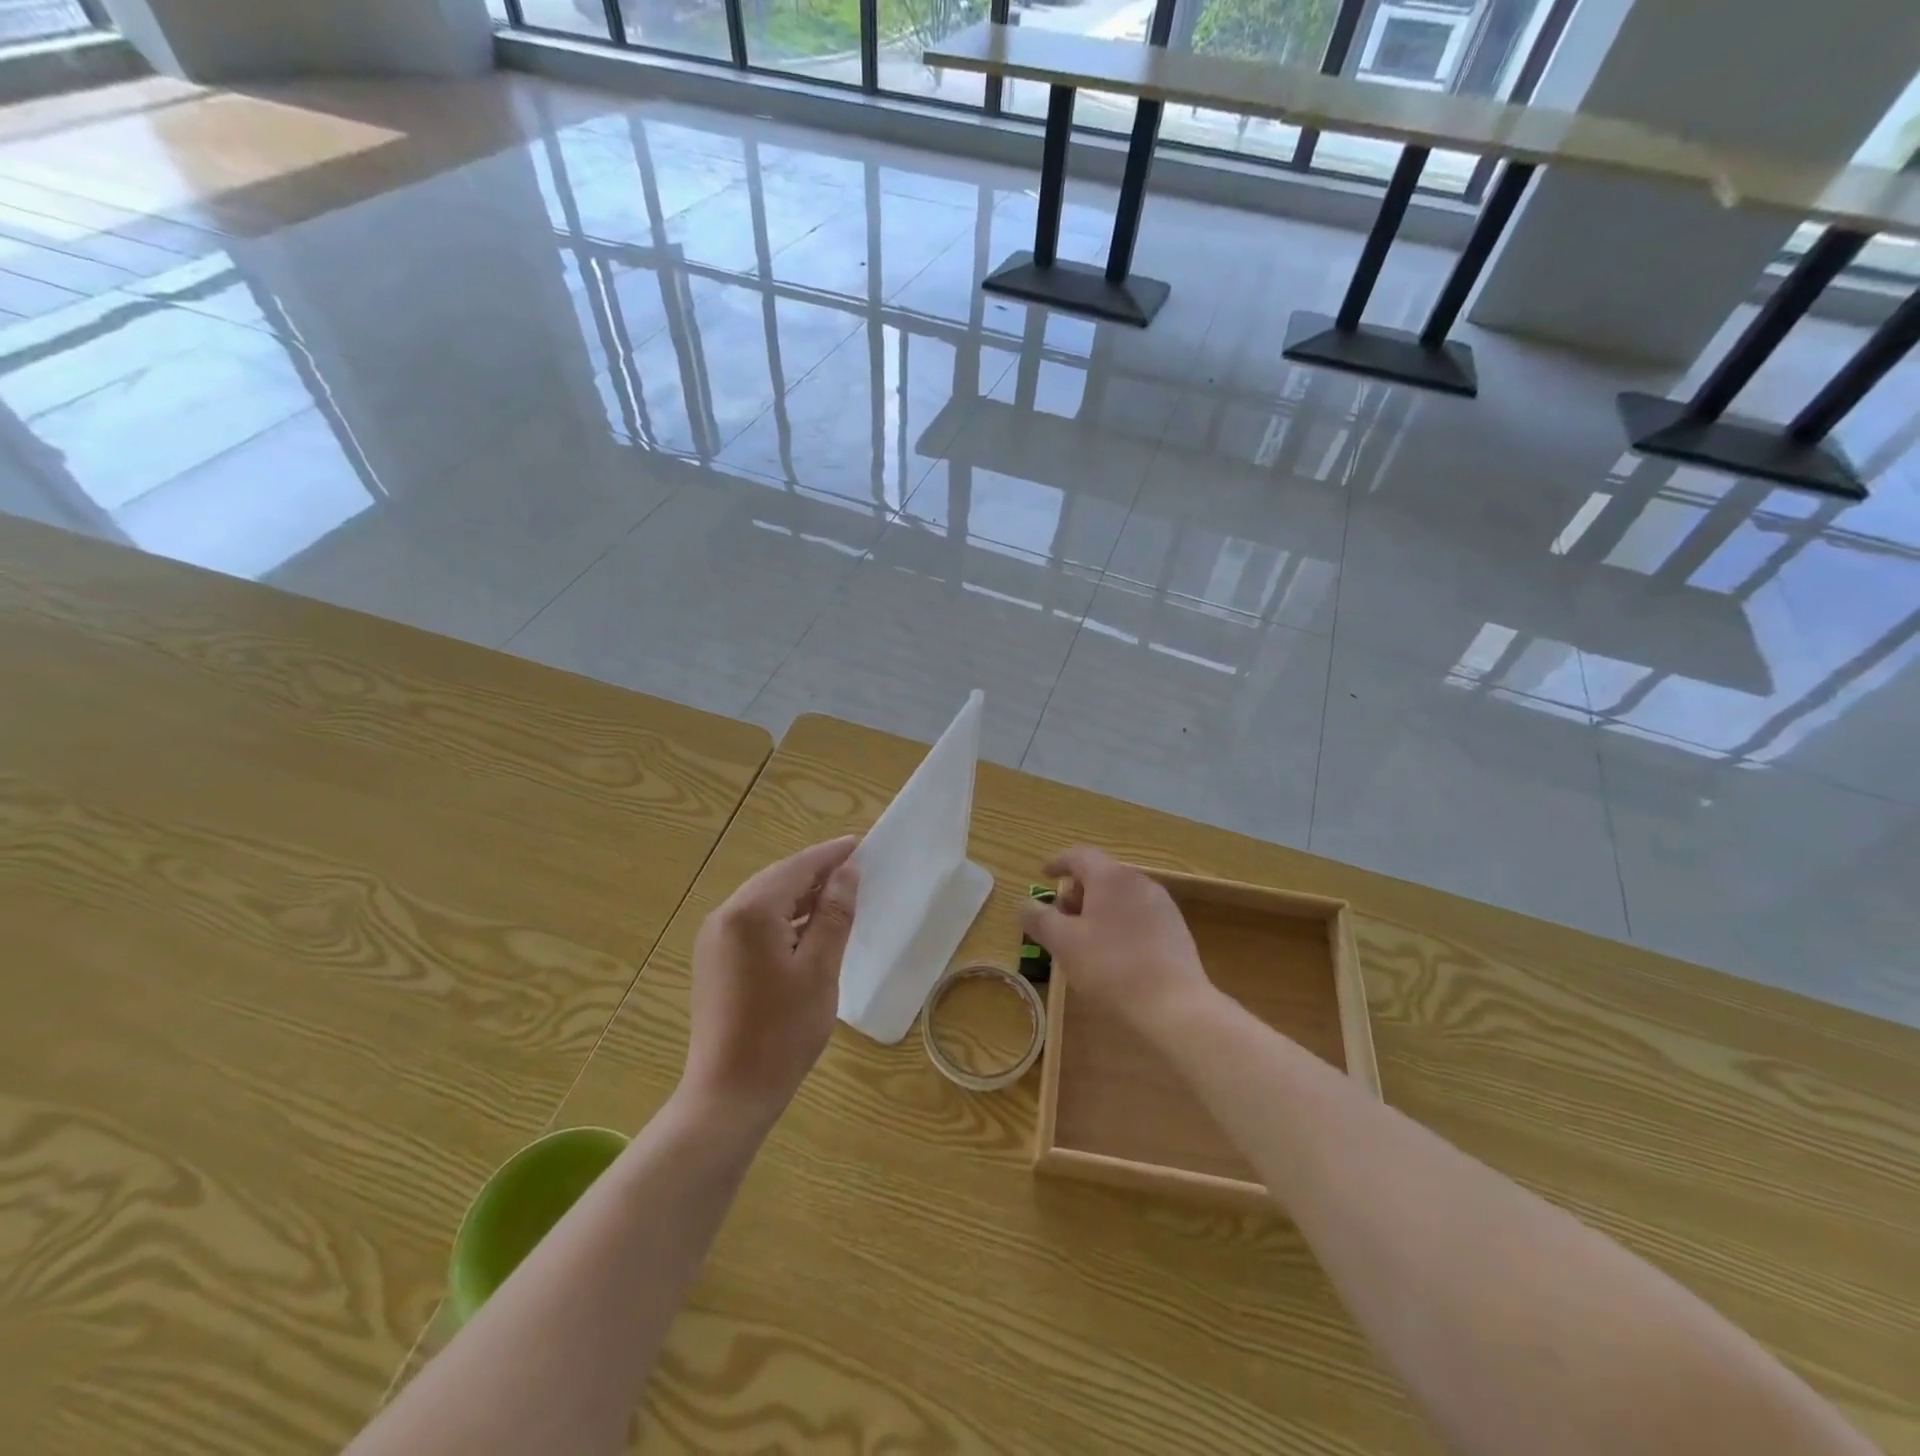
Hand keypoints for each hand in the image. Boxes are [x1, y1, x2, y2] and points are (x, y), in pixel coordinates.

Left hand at [683, 836, 859, 1124]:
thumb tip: (847, 873)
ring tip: (839, 896)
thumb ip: (834, 915)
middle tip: (855, 869)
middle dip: (816, 872)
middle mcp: (726, 915)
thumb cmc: (783, 1031)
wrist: (729, 1093)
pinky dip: (783, 917)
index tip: (861, 844)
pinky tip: (808, 928)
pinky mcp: (714, 959)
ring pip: (764, 900)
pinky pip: (753, 922)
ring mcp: (714, 938)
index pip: (798, 867)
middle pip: (778, 879)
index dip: (831, 855)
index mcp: (751, 912)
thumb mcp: (820, 969)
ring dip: (800, 895)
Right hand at [1020, 847, 1213, 1035]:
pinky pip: (1138, 915)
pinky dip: (1119, 923)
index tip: (1043, 874)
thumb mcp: (1063, 943)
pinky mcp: (1175, 929)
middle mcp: (1138, 881)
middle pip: (1100, 875)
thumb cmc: (1111, 968)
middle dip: (1076, 892)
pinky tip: (1114, 954)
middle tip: (1060, 919)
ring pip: (1120, 896)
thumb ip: (1039, 918)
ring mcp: (1161, 905)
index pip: (1079, 856)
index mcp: (1110, 877)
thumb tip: (1026, 905)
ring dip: (1097, 909)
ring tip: (1084, 940)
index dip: (1057, 863)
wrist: (1175, 1006)